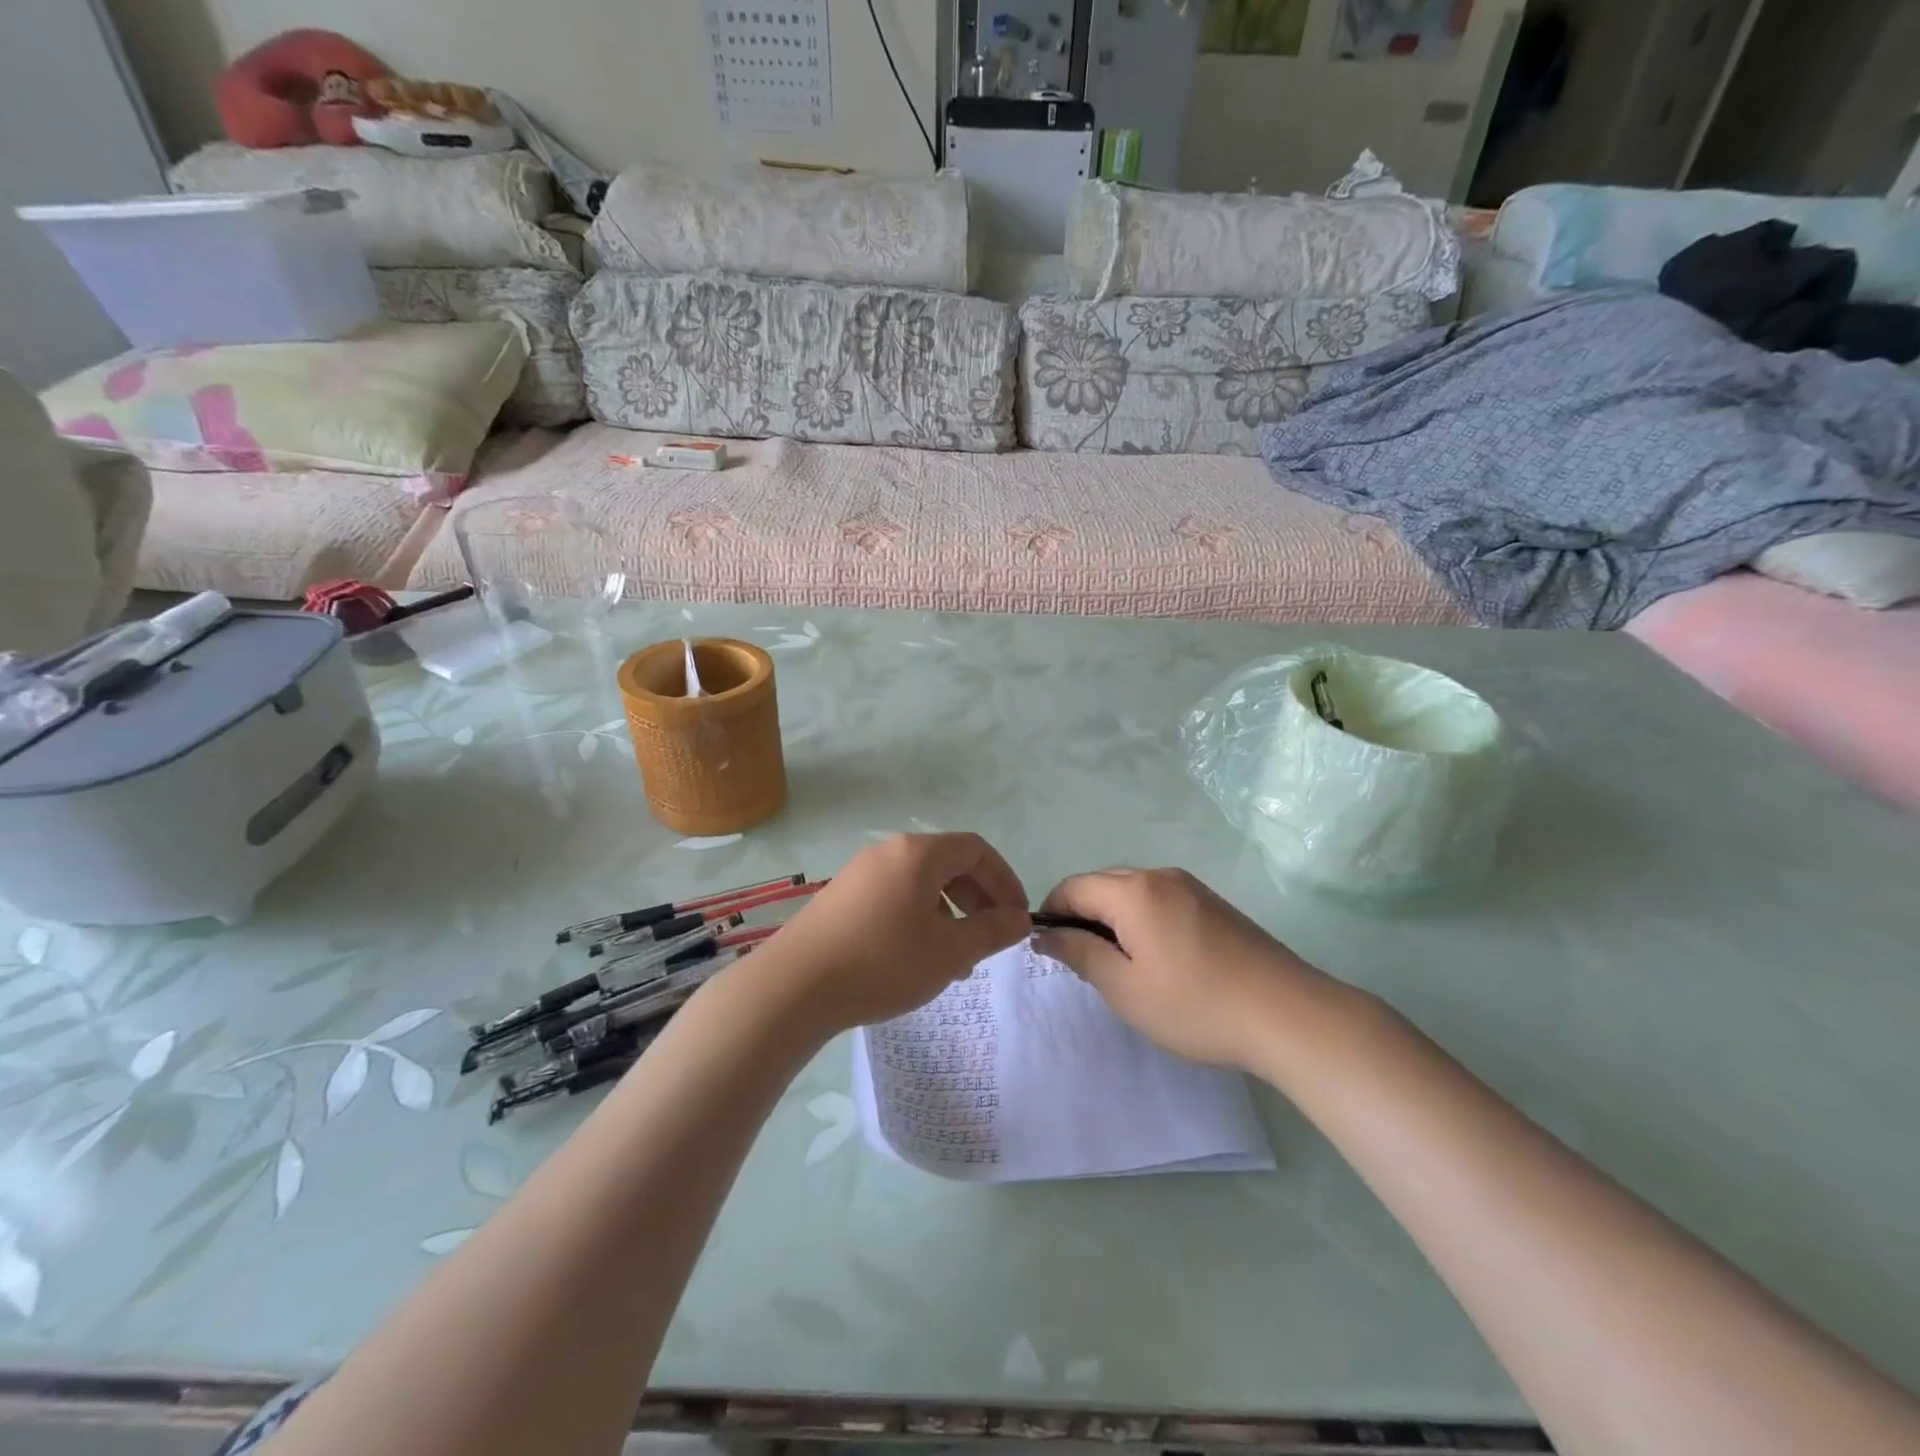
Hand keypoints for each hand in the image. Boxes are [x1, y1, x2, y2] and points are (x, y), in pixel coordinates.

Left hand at [765, 834, 1030, 1033]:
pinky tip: (917, 958)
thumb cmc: (883, 962)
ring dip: (950, 913)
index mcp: (918, 853)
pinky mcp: (842, 897)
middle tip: (991, 938)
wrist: (795, 986)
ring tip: (957, 959)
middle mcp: (889, 852)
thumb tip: (1020, 919)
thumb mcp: (949, 951)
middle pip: (948, 863)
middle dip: (978, 899)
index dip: (1005, 880)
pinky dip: (919, 918)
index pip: (976, 849)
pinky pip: (895, 896)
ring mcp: (861, 873)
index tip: (1017, 918)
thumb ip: (992, 932)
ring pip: (921, 883)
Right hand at [1035, 868, 1330, 1069]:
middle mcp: (1161, 876)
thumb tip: (1045, 933)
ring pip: (1132, 890)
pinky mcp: (1214, 904)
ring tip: (1120, 963)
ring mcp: (1192, 887)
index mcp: (1133, 891)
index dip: (1051, 913)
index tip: (1049, 950)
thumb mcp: (1125, 988)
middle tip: (1084, 962)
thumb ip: (1079, 953)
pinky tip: (1157, 957)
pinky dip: (1142, 919)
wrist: (1289, 1015)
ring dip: (1112, 917)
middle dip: (1081, 914)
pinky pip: (1160, 899)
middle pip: (1102, 883)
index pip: (1073, 887)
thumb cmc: (1196, 1005)